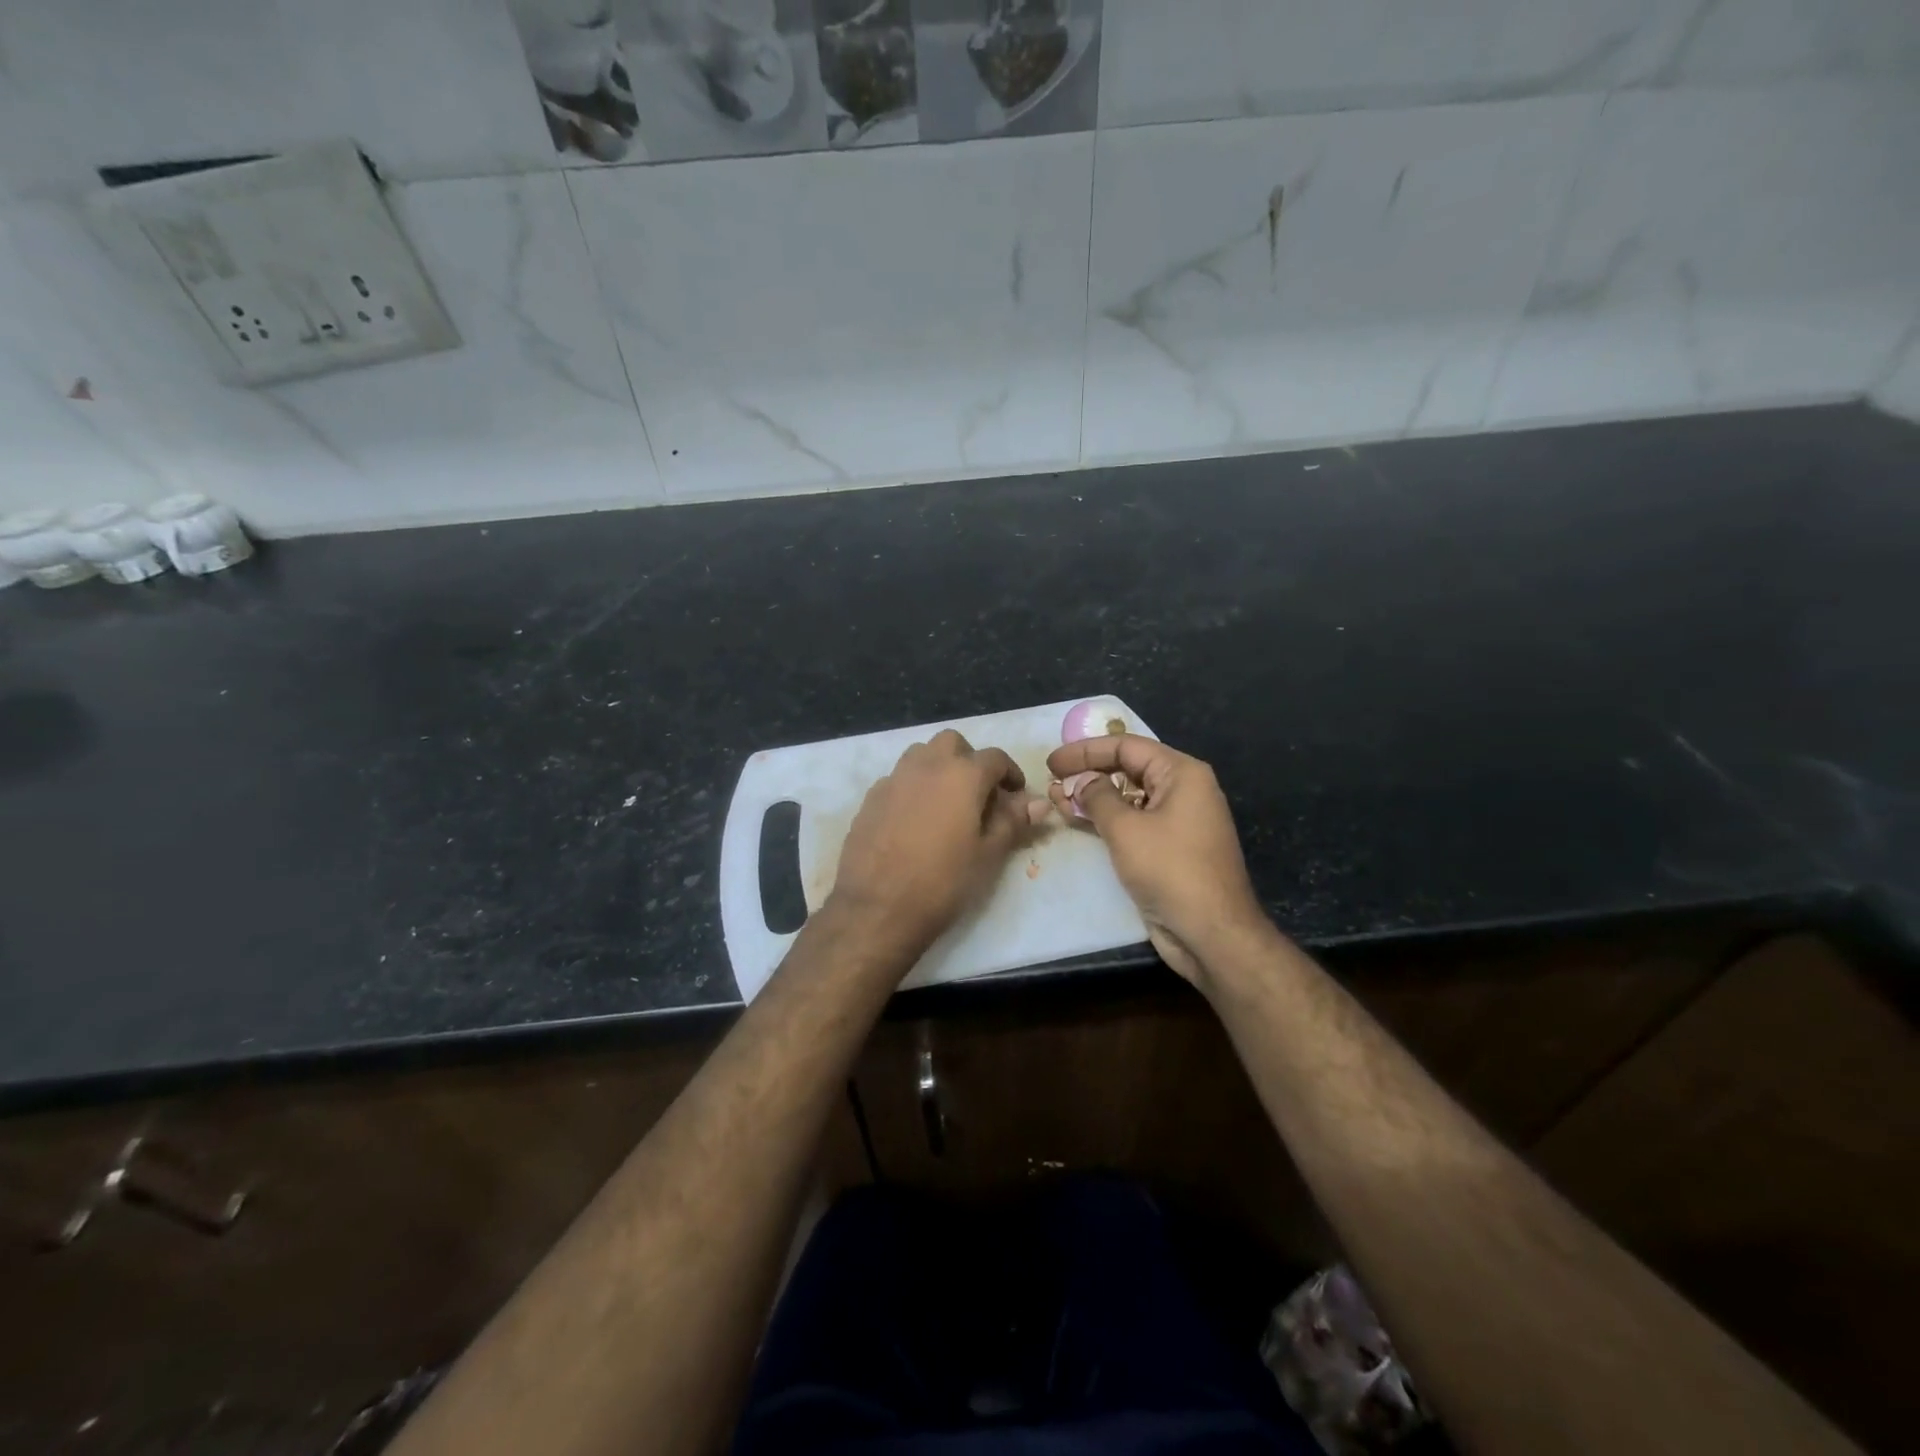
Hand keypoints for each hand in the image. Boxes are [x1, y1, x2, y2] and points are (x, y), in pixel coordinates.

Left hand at [829, 730, 1043, 963]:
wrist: (877, 907)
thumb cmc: (943, 881)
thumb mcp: (988, 854)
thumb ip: (1013, 821)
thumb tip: (1038, 803)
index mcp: (962, 775)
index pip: (995, 757)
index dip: (1010, 773)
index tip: (1015, 796)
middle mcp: (926, 765)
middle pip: (953, 743)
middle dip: (970, 760)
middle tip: (978, 793)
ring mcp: (894, 779)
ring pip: (921, 755)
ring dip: (939, 767)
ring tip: (946, 803)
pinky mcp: (871, 798)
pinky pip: (898, 779)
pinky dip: (913, 787)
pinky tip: (914, 820)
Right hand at [1047, 735, 1269, 986]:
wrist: (1211, 933)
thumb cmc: (1170, 870)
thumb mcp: (1126, 828)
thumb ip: (1097, 797)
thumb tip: (1082, 782)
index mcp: (1182, 773)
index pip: (1127, 746)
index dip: (1086, 751)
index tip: (1052, 762)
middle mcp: (1183, 790)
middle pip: (1128, 769)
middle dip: (1088, 773)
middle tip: (1052, 781)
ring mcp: (1177, 820)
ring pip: (1128, 797)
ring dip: (1092, 798)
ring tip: (1056, 800)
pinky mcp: (1169, 848)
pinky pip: (1133, 822)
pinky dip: (1106, 819)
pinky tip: (1077, 820)